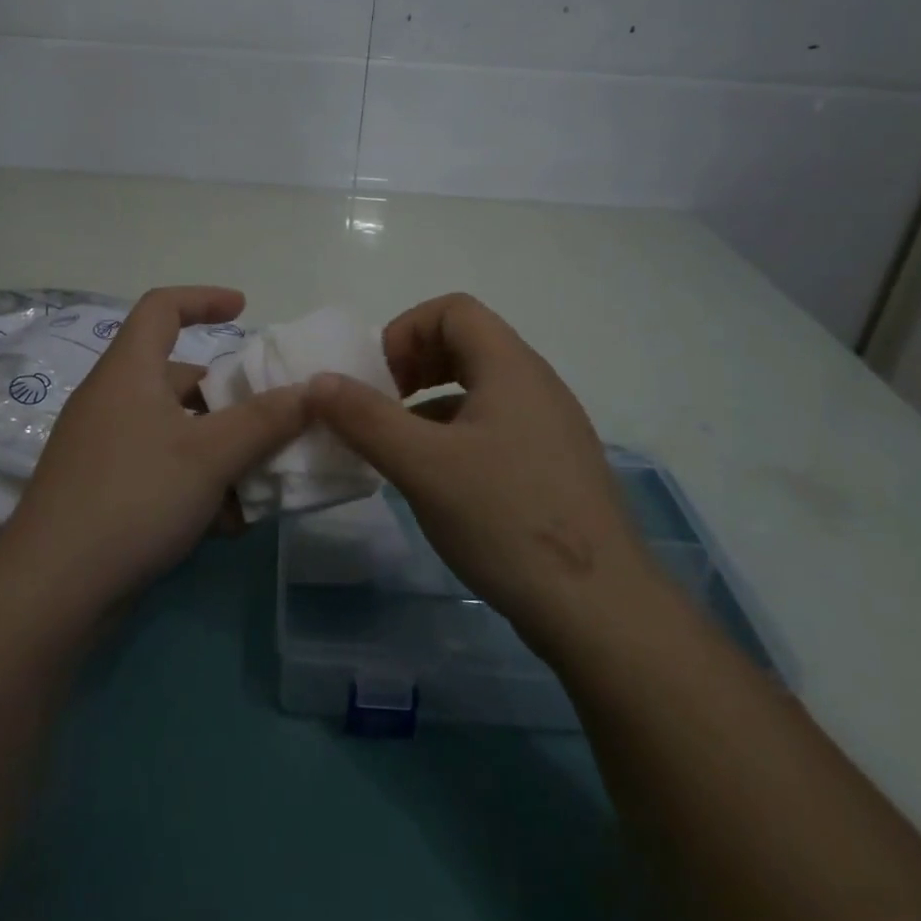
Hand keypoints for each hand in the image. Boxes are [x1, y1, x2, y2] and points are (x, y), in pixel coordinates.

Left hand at [0, 286, 307, 623]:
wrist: (51, 590)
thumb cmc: (134, 497)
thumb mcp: (210, 455)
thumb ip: (266, 420)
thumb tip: (313, 391)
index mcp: (129, 371)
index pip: (162, 308)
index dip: (203, 299)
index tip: (243, 309)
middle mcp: (113, 400)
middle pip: (178, 378)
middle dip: (229, 399)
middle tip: (272, 421)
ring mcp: (104, 448)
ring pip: (176, 431)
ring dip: (220, 451)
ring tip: (260, 483)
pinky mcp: (103, 490)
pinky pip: (161, 469)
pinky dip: (196, 483)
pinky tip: (226, 523)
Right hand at [306, 293, 653, 652]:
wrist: (601, 610)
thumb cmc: (506, 520)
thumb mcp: (422, 466)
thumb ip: (365, 418)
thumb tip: (319, 381)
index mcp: (510, 367)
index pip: (452, 310)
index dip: (405, 332)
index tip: (377, 380)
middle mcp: (536, 384)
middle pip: (466, 343)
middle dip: (413, 365)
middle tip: (381, 407)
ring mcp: (550, 427)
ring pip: (479, 388)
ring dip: (430, 402)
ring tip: (400, 446)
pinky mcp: (553, 467)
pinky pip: (495, 426)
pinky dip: (455, 434)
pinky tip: (438, 480)